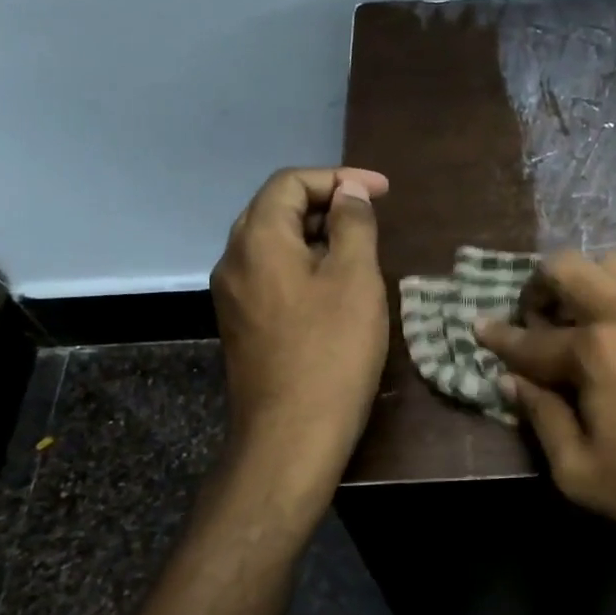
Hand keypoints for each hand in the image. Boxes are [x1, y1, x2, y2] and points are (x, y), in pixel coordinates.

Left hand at [210, 167, 389, 484]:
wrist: (291, 436)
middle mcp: (234, 260)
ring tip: (359, 248)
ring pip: (273, 244)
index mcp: (258, 239)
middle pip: (276, 209)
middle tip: (370, 216)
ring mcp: (233, 295)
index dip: (338, 178)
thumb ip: (353, 225)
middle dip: (325, 203)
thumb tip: (348, 194)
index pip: (290, 183)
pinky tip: (335, 286)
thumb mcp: (355, 280)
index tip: (382, 192)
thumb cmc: (331, 352)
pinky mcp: (242, 323)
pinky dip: (304, 264)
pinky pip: (272, 274)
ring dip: (316, 235)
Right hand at [476, 252, 615, 575]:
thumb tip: (513, 381)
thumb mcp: (581, 472)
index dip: (499, 337)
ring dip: (587, 283)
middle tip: (537, 322)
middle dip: (540, 287)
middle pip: (569, 266)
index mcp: (596, 349)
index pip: (531, 339)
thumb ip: (541, 418)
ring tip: (585, 322)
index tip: (479, 326)